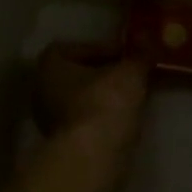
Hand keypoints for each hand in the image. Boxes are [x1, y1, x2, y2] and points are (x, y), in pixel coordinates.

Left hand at [34, 43, 149, 190]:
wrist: (94, 155)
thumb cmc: (105, 102)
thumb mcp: (130, 72)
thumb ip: (140, 55)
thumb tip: (149, 37)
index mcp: (49, 66)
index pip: (74, 48)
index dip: (101, 49)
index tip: (125, 56)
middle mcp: (41, 91)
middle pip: (78, 76)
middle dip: (105, 75)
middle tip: (131, 75)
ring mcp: (49, 120)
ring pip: (82, 100)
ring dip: (105, 98)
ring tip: (133, 96)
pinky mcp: (64, 143)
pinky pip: (86, 121)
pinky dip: (103, 118)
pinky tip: (125, 118)